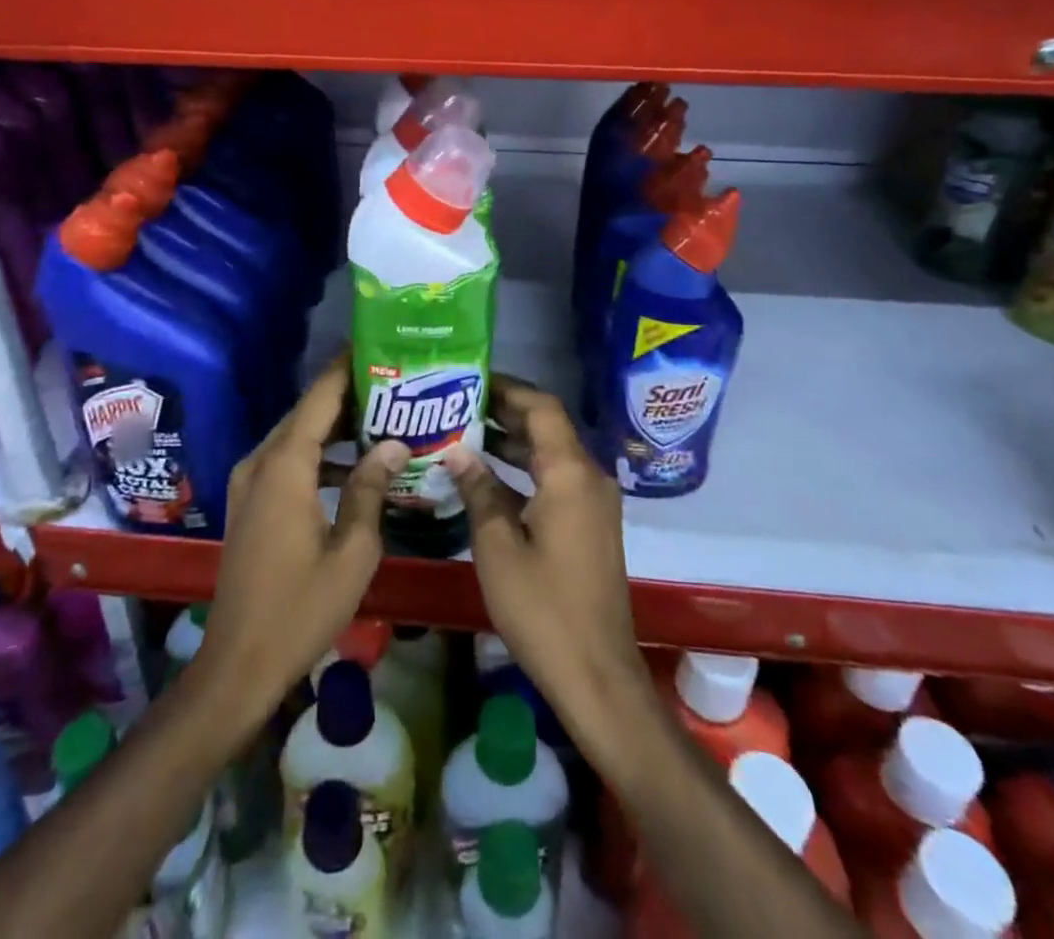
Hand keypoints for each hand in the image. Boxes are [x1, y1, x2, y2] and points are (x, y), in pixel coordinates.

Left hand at [193, 353, 408, 716]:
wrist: (238, 665)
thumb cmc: (300, 609)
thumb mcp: (352, 551)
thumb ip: (370, 489)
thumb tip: (394, 443)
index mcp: (284, 466)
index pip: (319, 398)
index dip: (347, 368)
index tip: (377, 344)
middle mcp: (260, 462)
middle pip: (306, 412)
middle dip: (347, 394)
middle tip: (393, 383)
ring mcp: (249, 483)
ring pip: (295, 435)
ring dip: (333, 425)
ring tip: (381, 416)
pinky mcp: (248, 503)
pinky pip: (285, 459)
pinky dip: (316, 452)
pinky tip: (352, 463)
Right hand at [446, 377, 653, 756]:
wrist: (597, 675)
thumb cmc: (543, 608)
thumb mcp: (497, 547)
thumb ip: (478, 490)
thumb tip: (457, 450)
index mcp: (570, 473)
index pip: (541, 408)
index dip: (507, 389)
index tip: (469, 379)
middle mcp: (589, 477)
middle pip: (547, 427)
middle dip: (504, 412)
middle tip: (456, 403)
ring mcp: (593, 502)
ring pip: (551, 454)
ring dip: (512, 441)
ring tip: (463, 431)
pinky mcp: (590, 524)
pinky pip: (556, 479)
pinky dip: (524, 470)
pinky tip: (487, 476)